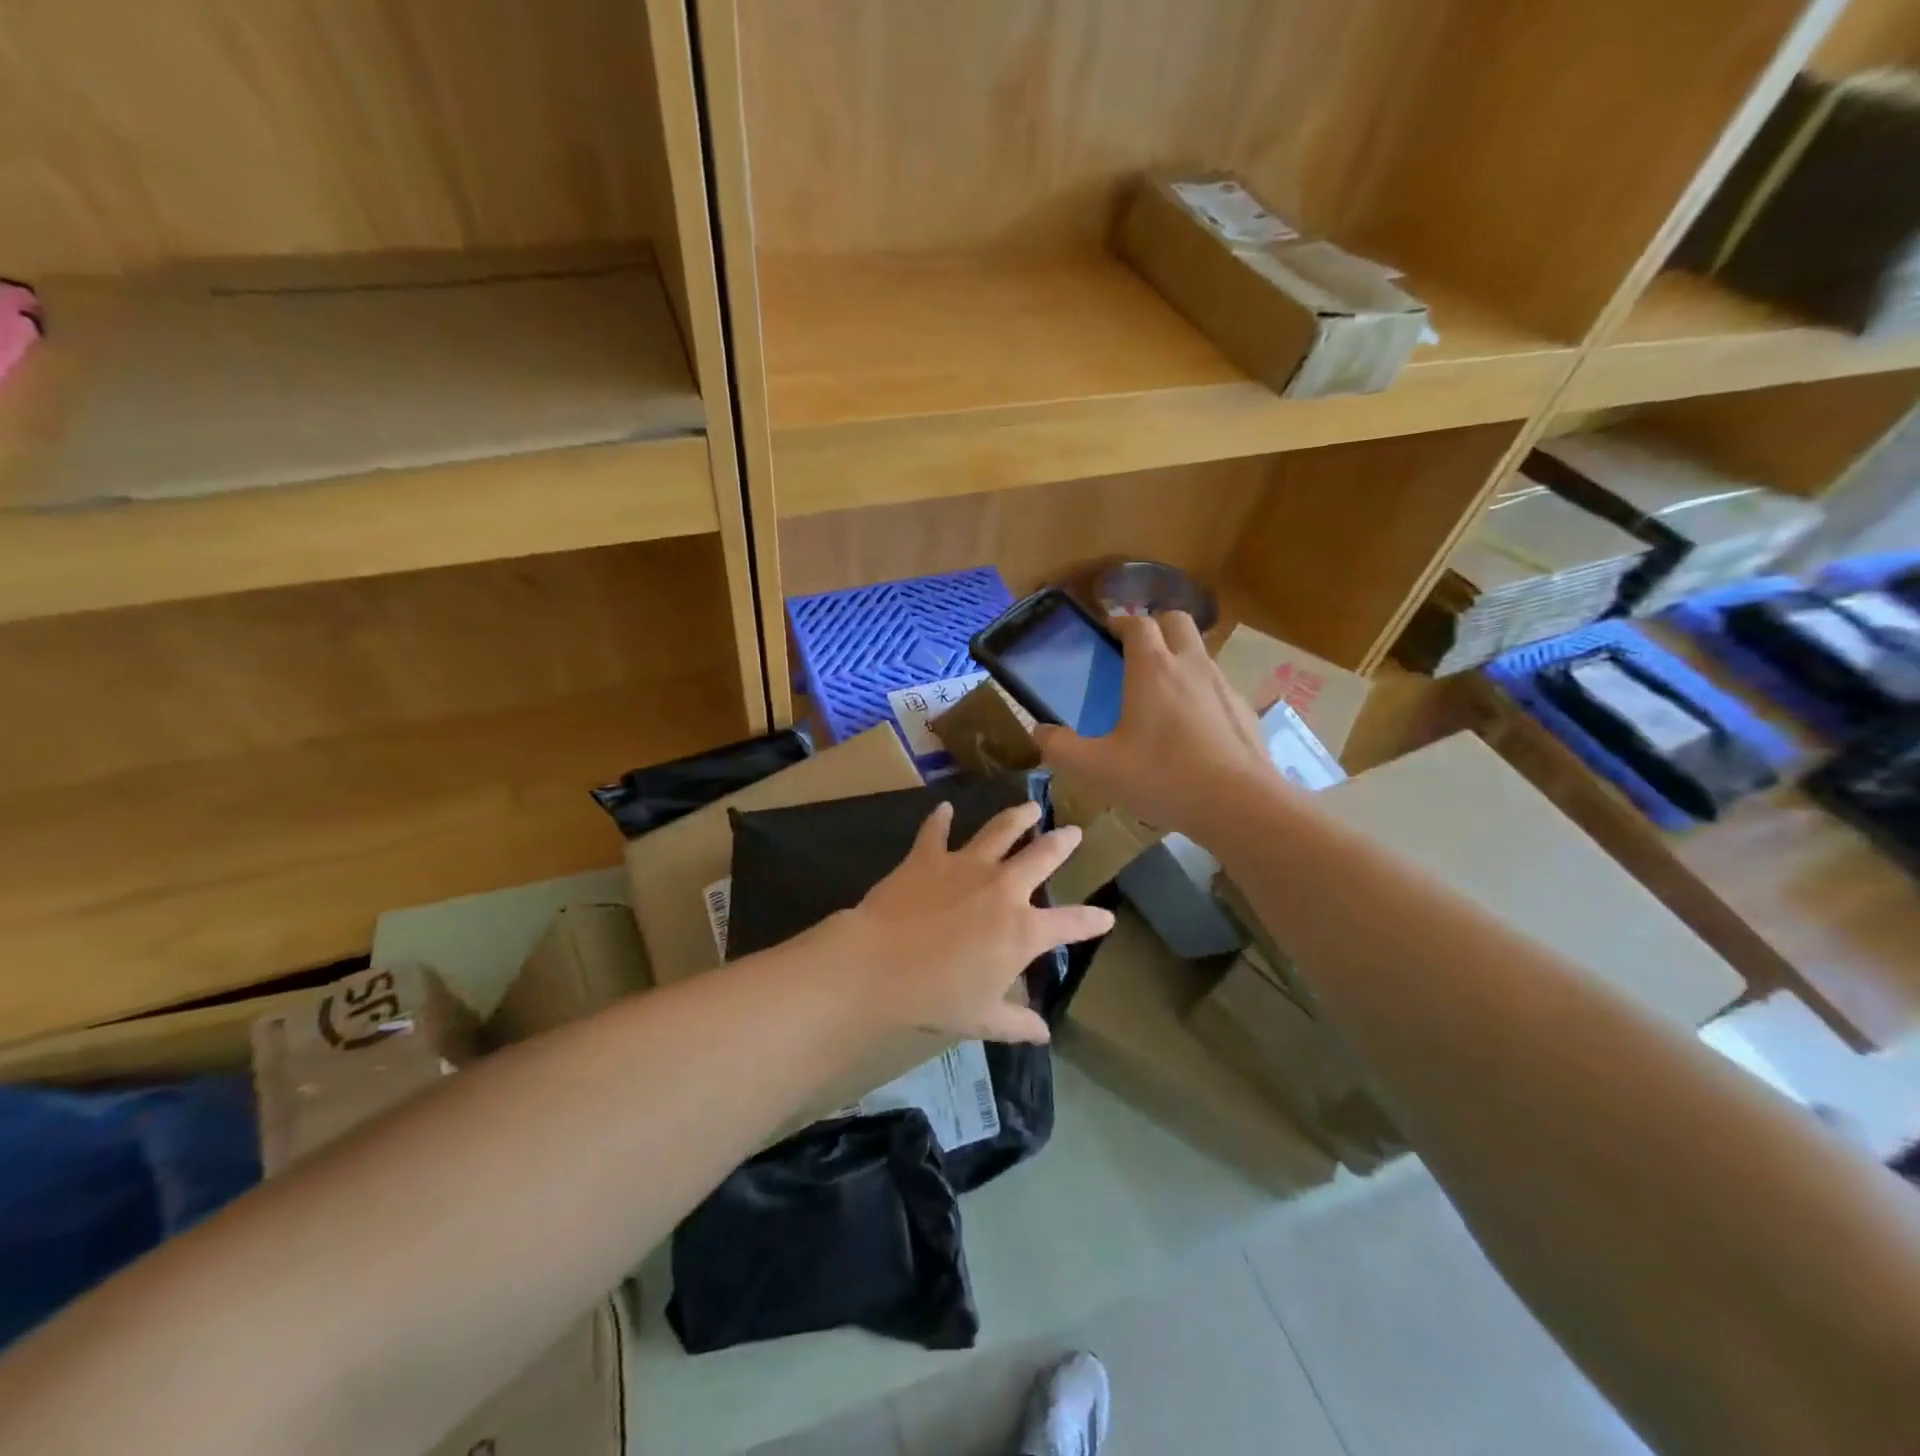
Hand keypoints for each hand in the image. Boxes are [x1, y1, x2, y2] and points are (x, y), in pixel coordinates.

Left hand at [836, 801, 1115, 1044]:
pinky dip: (940, 819)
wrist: (880, 964)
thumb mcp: (982, 1018)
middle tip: (1074, 832)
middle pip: (1041, 856)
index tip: (1107, 917)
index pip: (1070, 924)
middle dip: (1062, 843)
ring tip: (1031, 807)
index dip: (1091, 921)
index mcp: (1022, 930)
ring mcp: (965, 866)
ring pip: (1000, 831)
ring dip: (1017, 817)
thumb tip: (1044, 1033)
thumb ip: (1016, 1022)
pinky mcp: (928, 857)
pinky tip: (944, 808)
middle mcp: (1002, 888)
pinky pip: (936, 832)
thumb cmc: (936, 997)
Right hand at [1033, 612, 1279, 841]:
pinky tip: (1191, 727)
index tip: (1107, 634)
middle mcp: (1190, 665)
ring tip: (1161, 691)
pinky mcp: (1243, 709)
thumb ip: (1062, 748)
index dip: (1120, 623)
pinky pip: (1217, 684)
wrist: (1239, 804)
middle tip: (1135, 651)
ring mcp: (1222, 685)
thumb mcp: (1098, 768)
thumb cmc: (1162, 777)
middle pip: (1176, 619)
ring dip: (1179, 656)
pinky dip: (1200, 690)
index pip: (1137, 623)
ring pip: (1199, 650)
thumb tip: (1039, 732)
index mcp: (1152, 668)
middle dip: (1155, 625)